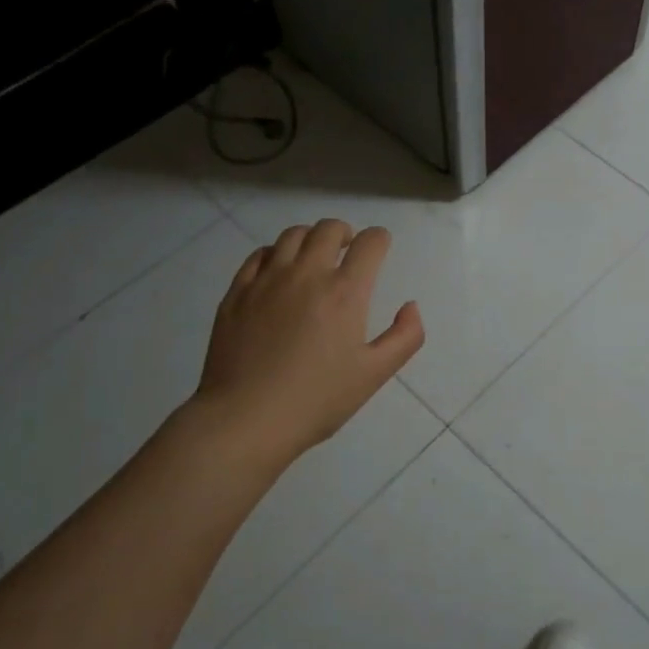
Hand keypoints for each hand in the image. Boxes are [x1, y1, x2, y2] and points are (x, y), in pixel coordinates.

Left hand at [193, 220, 423, 466]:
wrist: (246, 419)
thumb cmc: (317, 400)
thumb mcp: (374, 374)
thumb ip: (405, 336)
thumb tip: (410, 306)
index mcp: (344, 292)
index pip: (370, 243)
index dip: (380, 240)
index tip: (380, 248)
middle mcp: (306, 274)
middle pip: (329, 229)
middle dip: (345, 233)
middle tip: (348, 251)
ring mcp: (267, 280)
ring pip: (292, 235)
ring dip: (310, 238)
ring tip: (313, 258)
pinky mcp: (237, 292)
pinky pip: (258, 255)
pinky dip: (275, 254)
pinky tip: (278, 272)